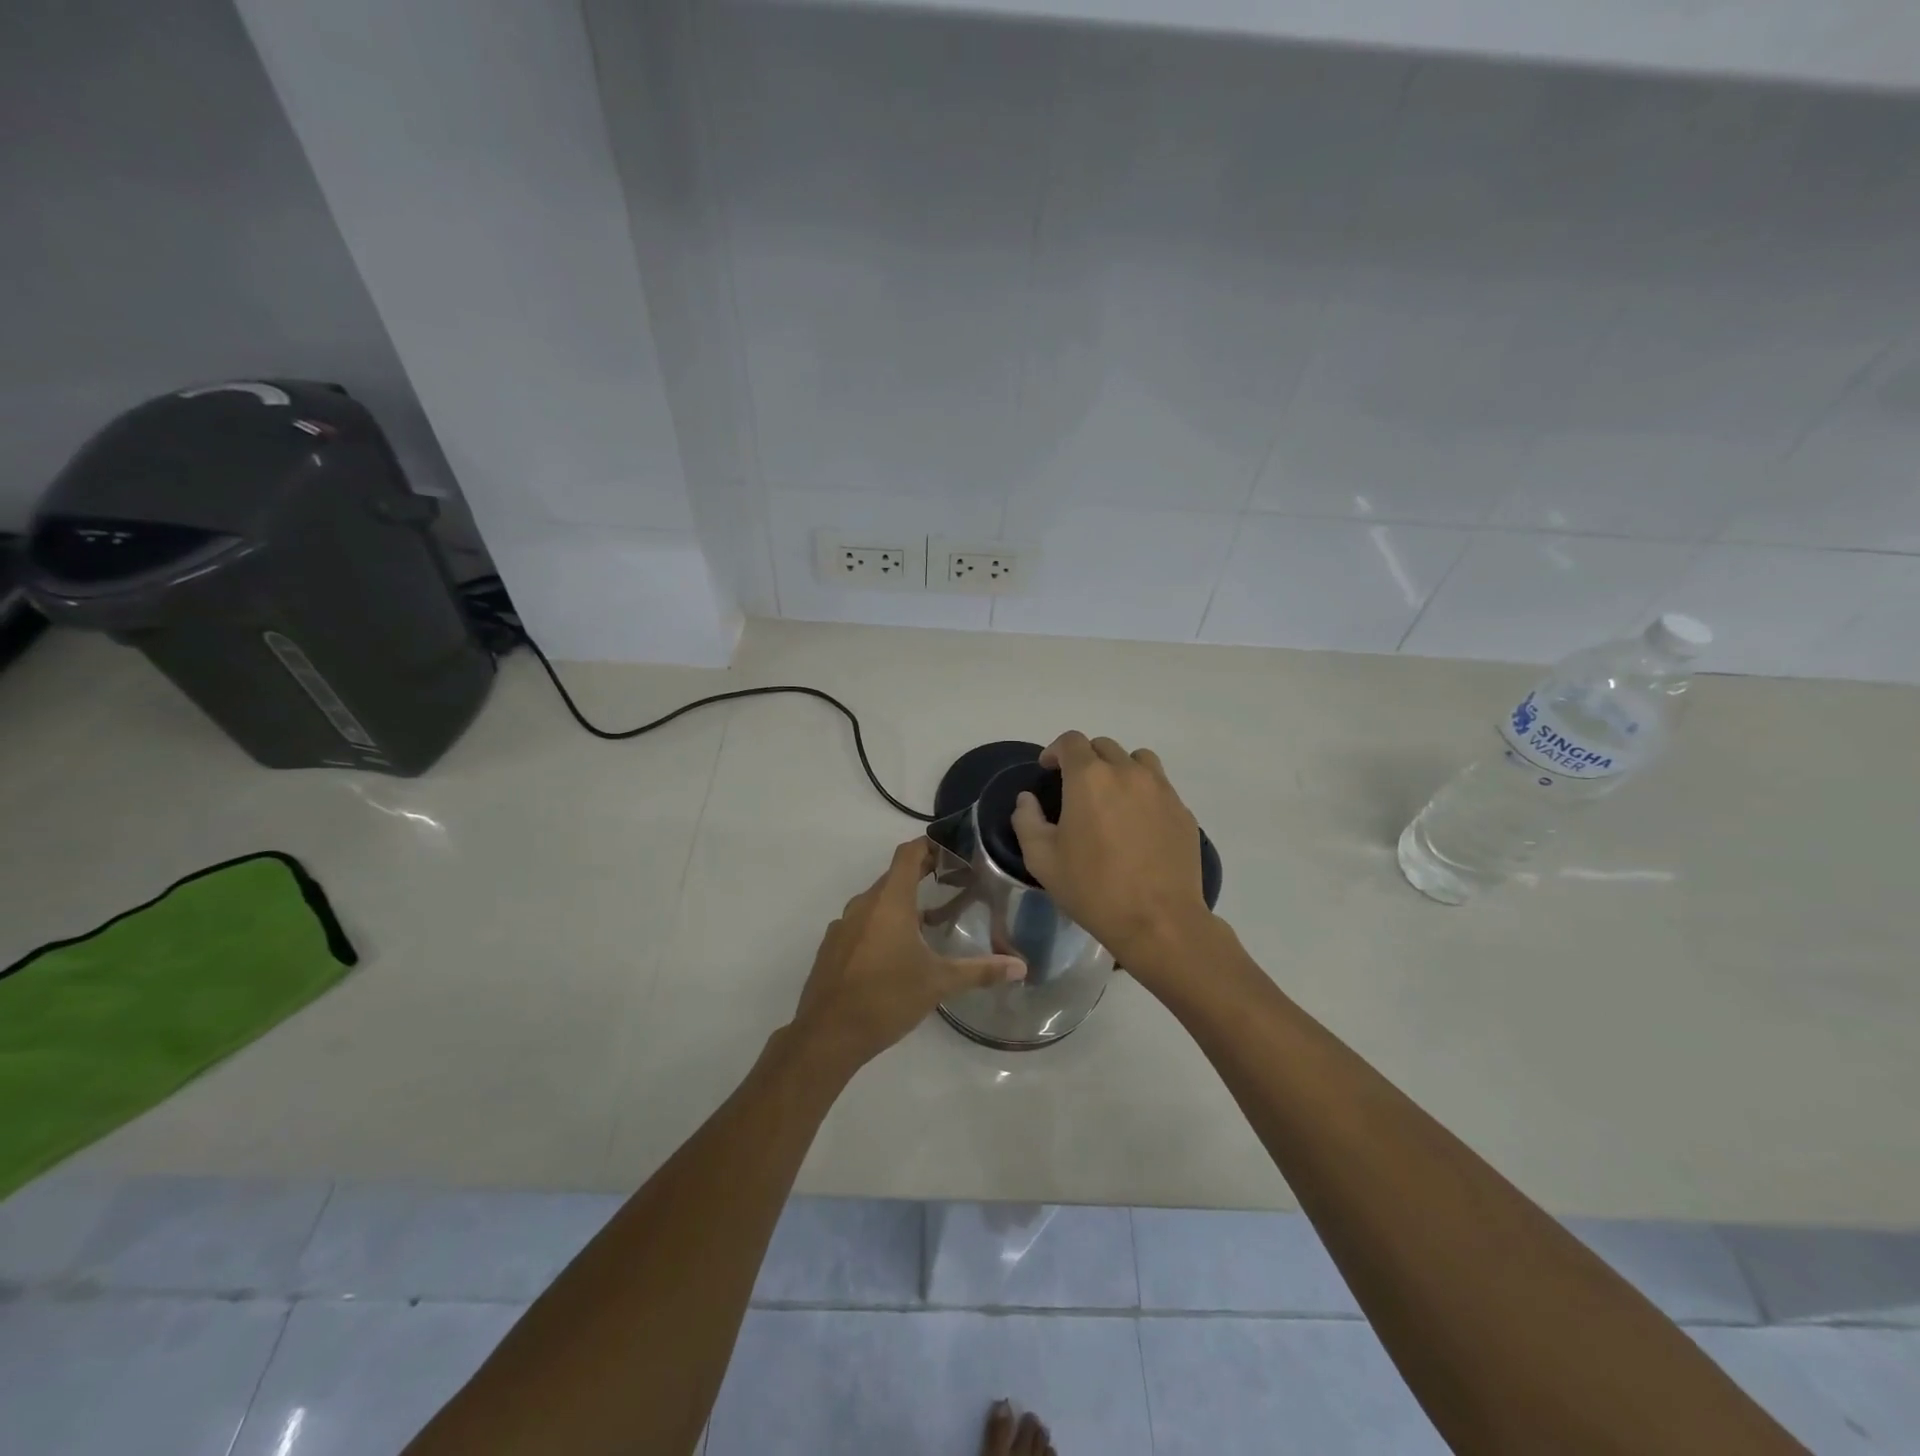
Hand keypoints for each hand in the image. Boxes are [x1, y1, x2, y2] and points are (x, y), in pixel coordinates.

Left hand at [792, 839, 1024, 1071]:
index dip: (929, 845)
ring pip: (876, 902)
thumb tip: (1021, 967)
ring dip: (901, 904)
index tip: (952, 849)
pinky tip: (896, 952)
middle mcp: (863, 904)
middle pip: (894, 877)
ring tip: (929, 921)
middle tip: (952, 884)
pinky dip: (881, 925)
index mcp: (889, 901)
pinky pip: (861, 923)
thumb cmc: (887, 998)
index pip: (908, 854)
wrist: (827, 1035)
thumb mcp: (939, 983)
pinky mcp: (833, 947)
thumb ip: (980, 971)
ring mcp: (843, 925)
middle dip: (921, 876)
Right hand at [1011, 731, 1213, 978]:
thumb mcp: (1042, 860)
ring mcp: (1161, 790)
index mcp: (1089, 778)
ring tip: (1112, 798)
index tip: (1048, 770)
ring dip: (1120, 769)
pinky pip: (1160, 787)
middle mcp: (1128, 772)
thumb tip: (1027, 800)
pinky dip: (1144, 793)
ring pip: (1138, 760)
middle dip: (1086, 760)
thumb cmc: (1093, 889)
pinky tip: (1138, 824)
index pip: (1071, 742)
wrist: (1159, 921)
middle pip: (1104, 747)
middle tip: (1077, 789)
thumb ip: (1027, 821)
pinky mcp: (1182, 811)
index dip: (1055, 751)